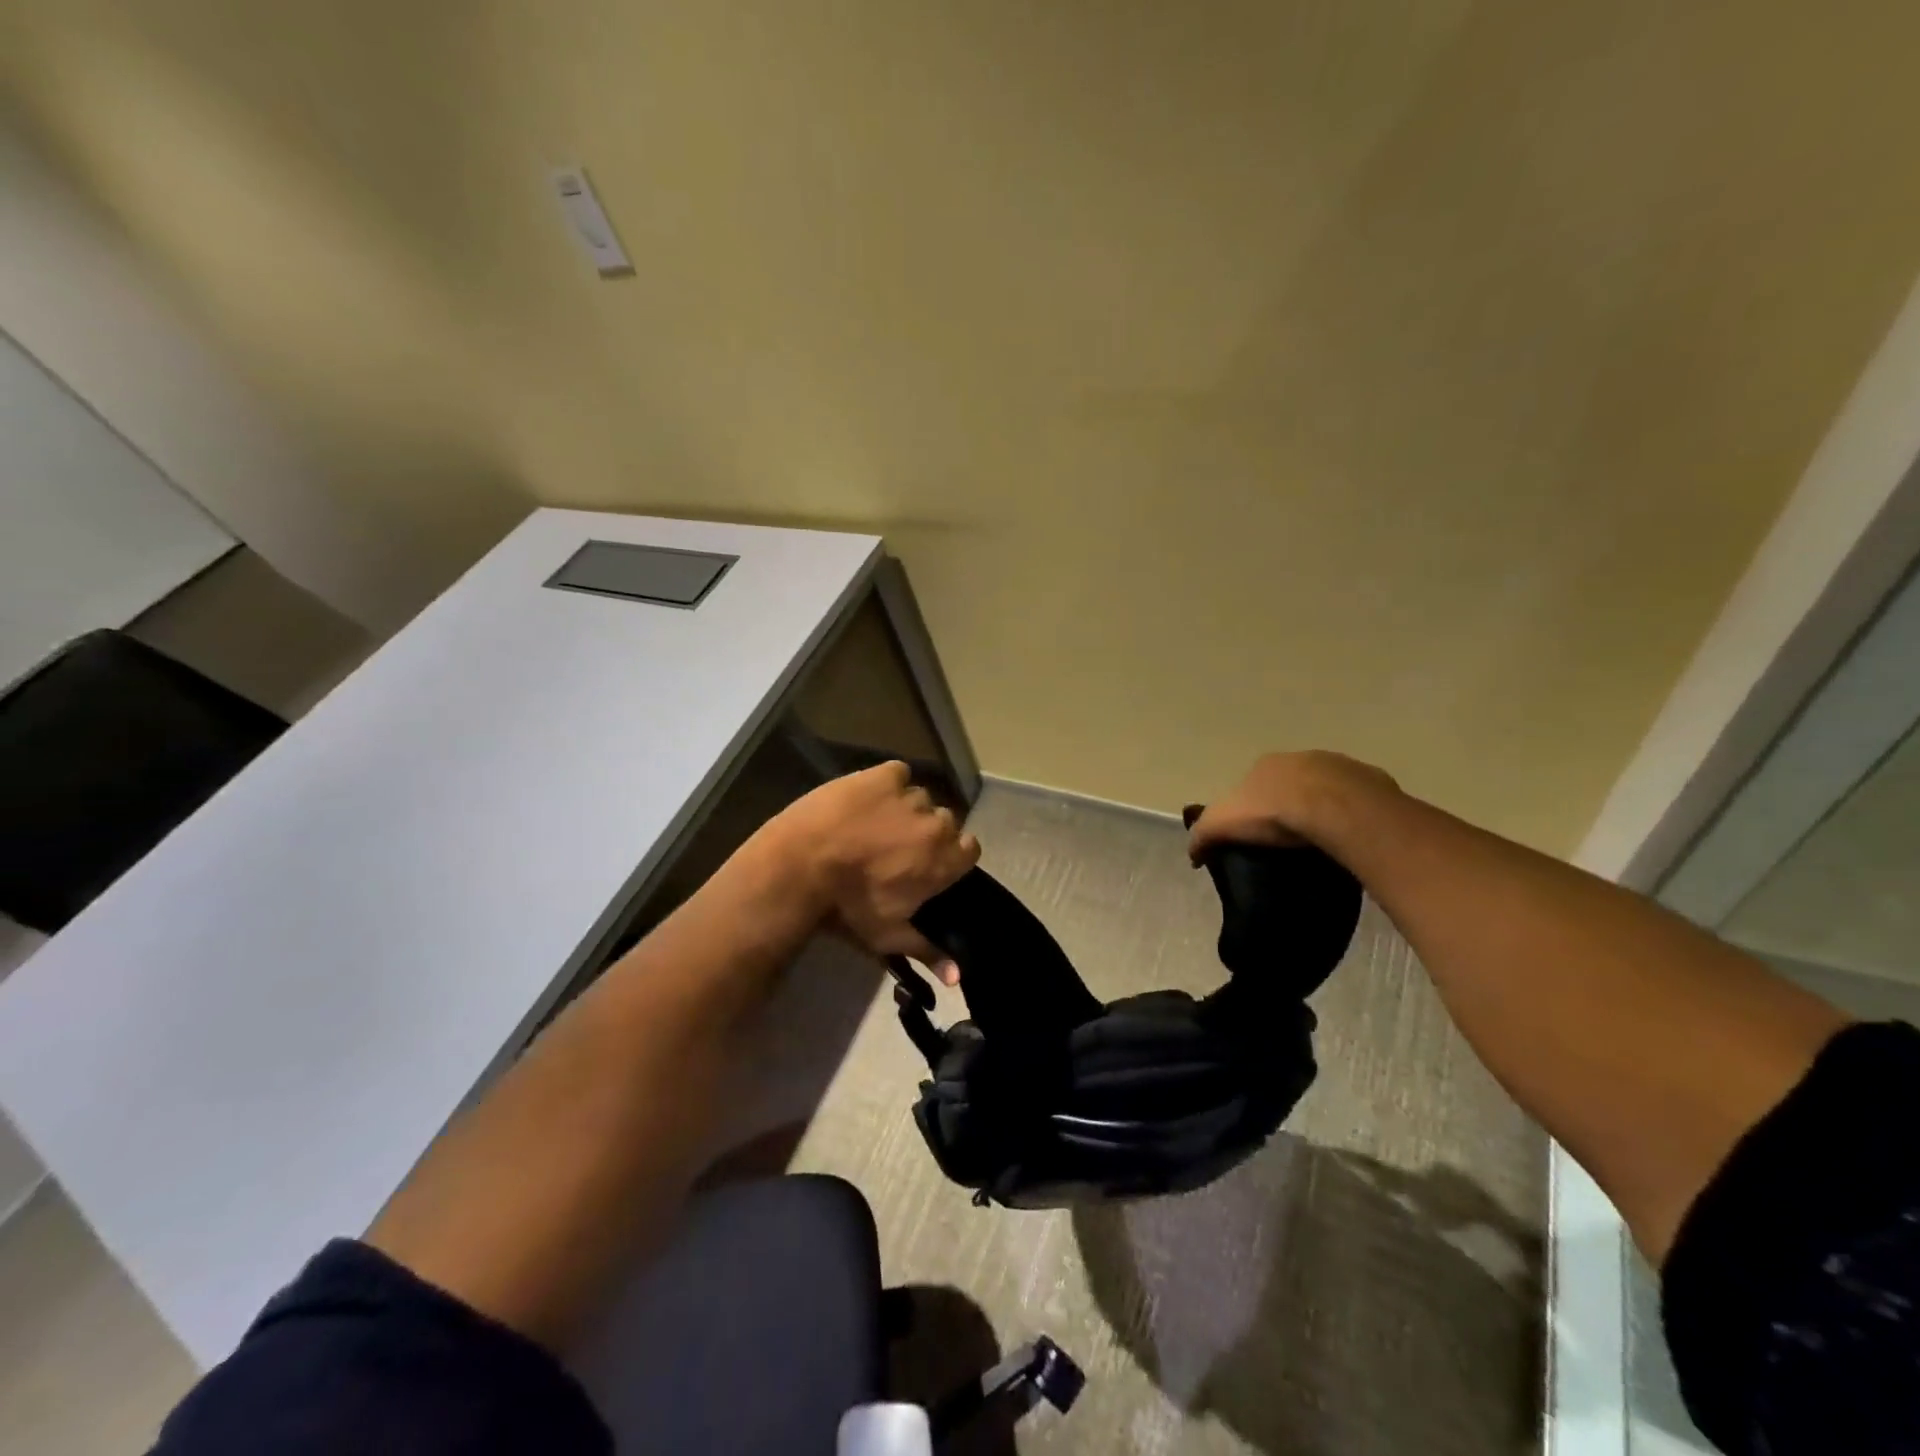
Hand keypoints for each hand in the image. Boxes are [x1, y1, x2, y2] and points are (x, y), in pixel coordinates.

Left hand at [750, 761, 979, 982]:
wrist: (800, 866)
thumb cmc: (847, 907)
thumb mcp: (887, 935)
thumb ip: (928, 950)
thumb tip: (959, 978)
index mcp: (943, 861)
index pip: (969, 850)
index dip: (951, 856)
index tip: (929, 865)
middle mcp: (935, 824)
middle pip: (943, 823)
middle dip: (925, 834)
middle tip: (895, 849)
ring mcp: (909, 795)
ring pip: (918, 799)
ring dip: (904, 811)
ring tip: (873, 825)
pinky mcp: (883, 774)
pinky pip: (897, 774)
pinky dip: (887, 785)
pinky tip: (867, 799)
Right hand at [1188, 751, 1397, 863]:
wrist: (1335, 809)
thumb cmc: (1272, 812)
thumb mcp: (1221, 825)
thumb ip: (1203, 836)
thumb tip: (1193, 855)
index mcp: (1265, 765)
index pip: (1252, 786)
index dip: (1251, 809)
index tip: (1254, 835)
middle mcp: (1300, 759)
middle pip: (1290, 785)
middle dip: (1288, 806)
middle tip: (1288, 841)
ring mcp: (1339, 766)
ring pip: (1326, 791)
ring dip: (1323, 810)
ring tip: (1322, 844)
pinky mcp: (1371, 781)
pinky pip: (1358, 803)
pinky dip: (1352, 817)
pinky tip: (1349, 840)